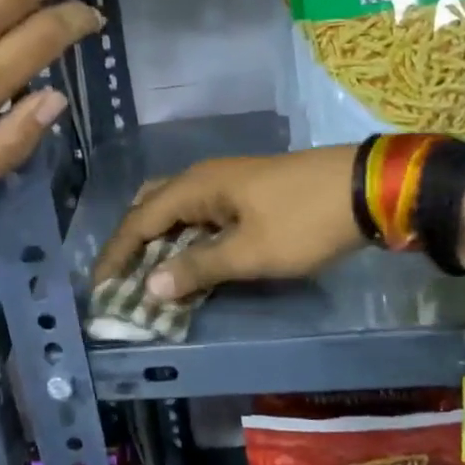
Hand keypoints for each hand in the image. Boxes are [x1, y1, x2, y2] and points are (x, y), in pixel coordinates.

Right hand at [93, 146, 365, 301]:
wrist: (366, 189)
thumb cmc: (303, 221)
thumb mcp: (250, 253)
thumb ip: (198, 268)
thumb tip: (150, 286)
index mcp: (195, 187)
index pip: (139, 221)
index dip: (117, 254)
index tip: (99, 286)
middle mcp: (203, 178)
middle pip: (151, 206)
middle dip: (133, 241)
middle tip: (123, 276)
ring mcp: (227, 182)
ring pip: (177, 210)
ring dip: (160, 240)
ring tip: (152, 274)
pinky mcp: (247, 192)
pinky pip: (200, 214)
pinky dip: (186, 238)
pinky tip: (192, 260)